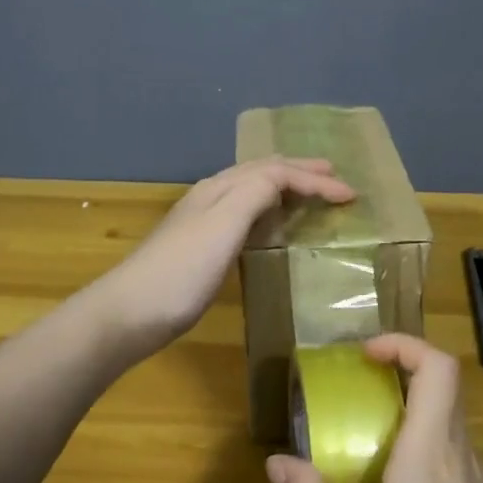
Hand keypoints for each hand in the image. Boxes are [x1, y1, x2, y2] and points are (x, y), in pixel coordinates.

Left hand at [90, 157, 354, 360]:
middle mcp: (212, 196)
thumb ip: (255, 193)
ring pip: (251, 190)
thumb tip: (282, 178)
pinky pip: (244, 213)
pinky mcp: (201, 247)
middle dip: (299, 171)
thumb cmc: (183, 270)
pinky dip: (268, 209)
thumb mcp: (224, 224)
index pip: (275, 171)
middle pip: (261, 172)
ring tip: (309, 192)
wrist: (131, 312)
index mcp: (220, 188)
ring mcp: (203, 221)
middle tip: (333, 175)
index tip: (350, 195)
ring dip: (283, 186)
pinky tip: (270, 224)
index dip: (314, 180)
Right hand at [265, 334, 482, 482]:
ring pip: (452, 439)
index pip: (437, 366)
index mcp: (431, 451)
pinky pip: (465, 474)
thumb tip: (276, 462)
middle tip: (361, 416)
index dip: (404, 345)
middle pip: (443, 396)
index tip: (368, 356)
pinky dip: (436, 475)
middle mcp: (467, 456)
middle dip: (400, 391)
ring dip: (415, 440)